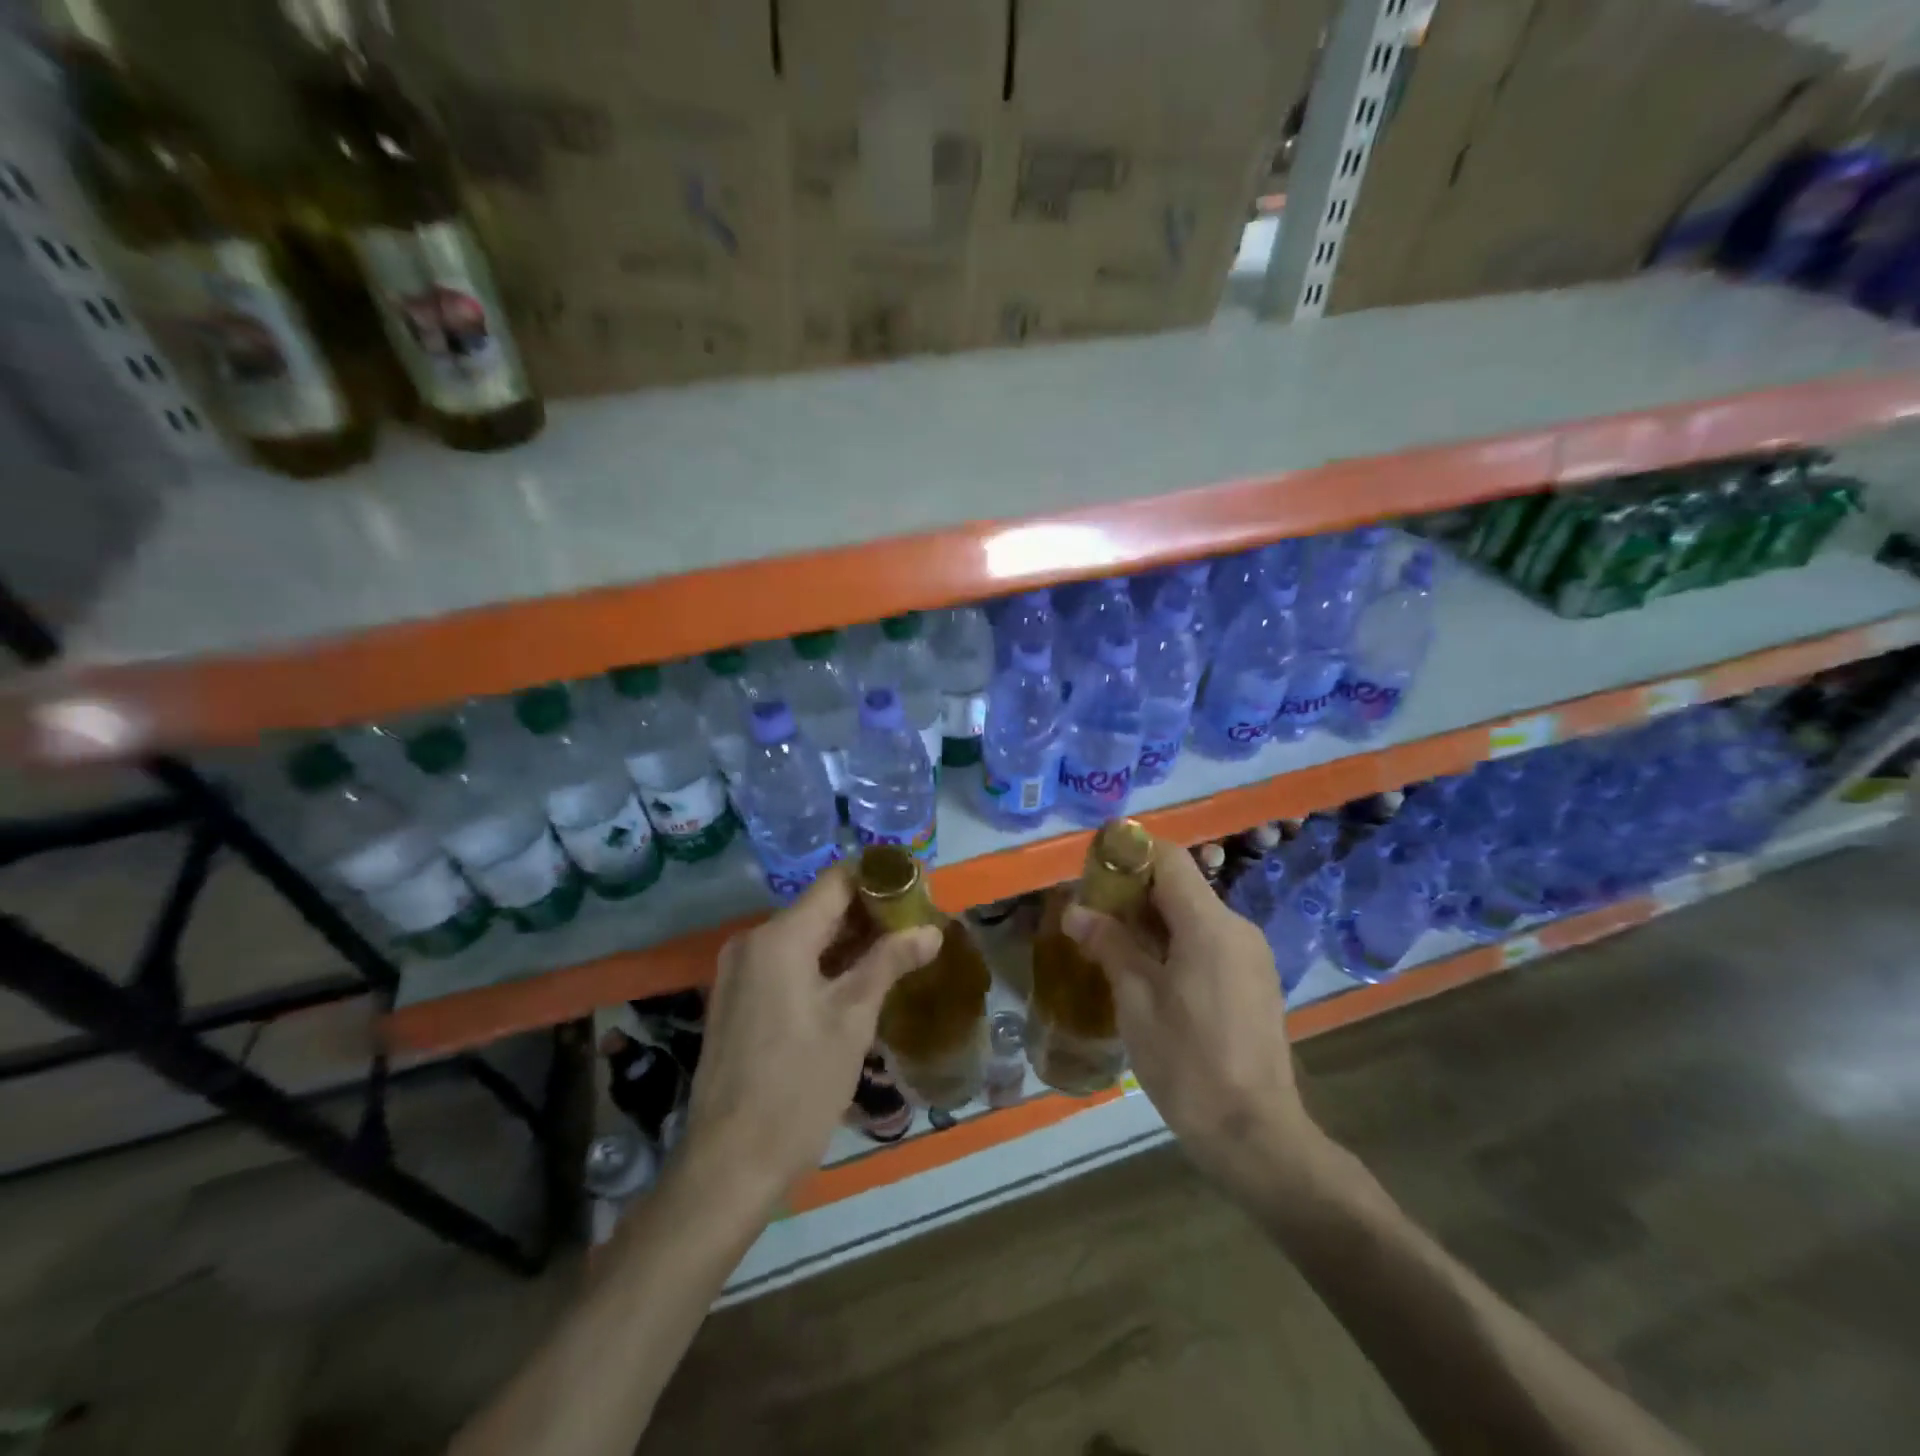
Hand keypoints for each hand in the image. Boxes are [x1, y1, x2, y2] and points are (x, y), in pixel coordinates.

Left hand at [682, 864, 940, 1210]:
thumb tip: (931, 930)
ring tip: (897, 953)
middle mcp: (752, 942)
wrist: (729, 1164)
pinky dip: (822, 964)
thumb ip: (889, 963)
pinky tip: (857, 983)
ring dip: (848, 941)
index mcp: (779, 937)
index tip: (918, 890)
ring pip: (804, 937)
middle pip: (820, 908)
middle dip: (869, 914)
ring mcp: (740, 971)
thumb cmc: (798, 1087)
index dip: (879, 880)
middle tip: (916, 927)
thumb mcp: (853, 1020)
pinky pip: (787, 963)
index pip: (837, 882)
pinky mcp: (738, 999)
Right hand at [1062, 840, 1321, 1194]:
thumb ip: (1109, 945)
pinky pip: (1212, 941)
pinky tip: (1151, 974)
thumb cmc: (1187, 1063)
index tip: (1094, 870)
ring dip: (1155, 919)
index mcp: (1210, 925)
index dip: (1130, 854)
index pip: (1170, 859)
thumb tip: (1076, 911)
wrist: (1254, 1134)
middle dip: (1135, 891)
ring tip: (1114, 945)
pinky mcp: (1257, 980)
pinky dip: (1178, 942)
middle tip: (1093, 914)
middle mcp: (1237, 928)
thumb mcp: (1136, 1002)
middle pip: (1182, 885)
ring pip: (1196, 915)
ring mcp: (1252, 955)